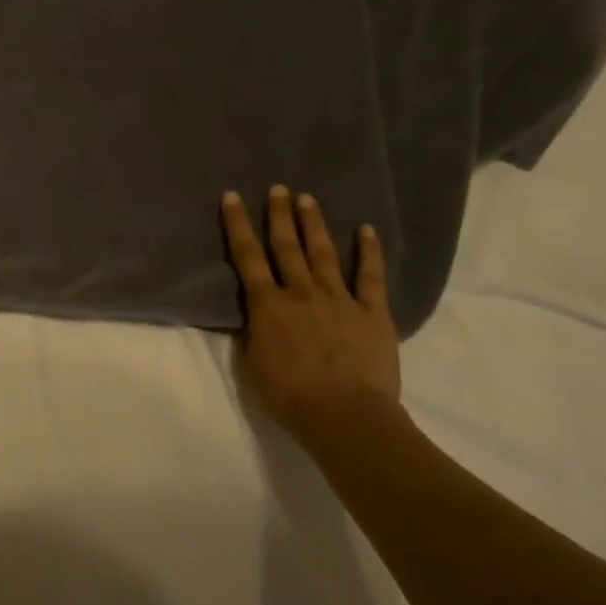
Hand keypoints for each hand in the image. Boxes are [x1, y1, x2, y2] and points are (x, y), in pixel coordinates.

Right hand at [220, 186, 400, 432]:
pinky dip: (368, 252)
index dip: (238, 225)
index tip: (233, 197)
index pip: (247, 257)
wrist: (344, 416)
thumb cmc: (288, 395)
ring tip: (307, 199)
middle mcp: (301, 293)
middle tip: (277, 189)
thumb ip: (255, 329)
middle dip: (279, 215)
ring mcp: (340, 300)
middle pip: (286, 247)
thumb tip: (256, 312)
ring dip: (314, 224)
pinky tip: (365, 230)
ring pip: (324, 254)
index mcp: (267, 305)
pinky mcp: (372, 313)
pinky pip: (371, 276)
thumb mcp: (253, 361)